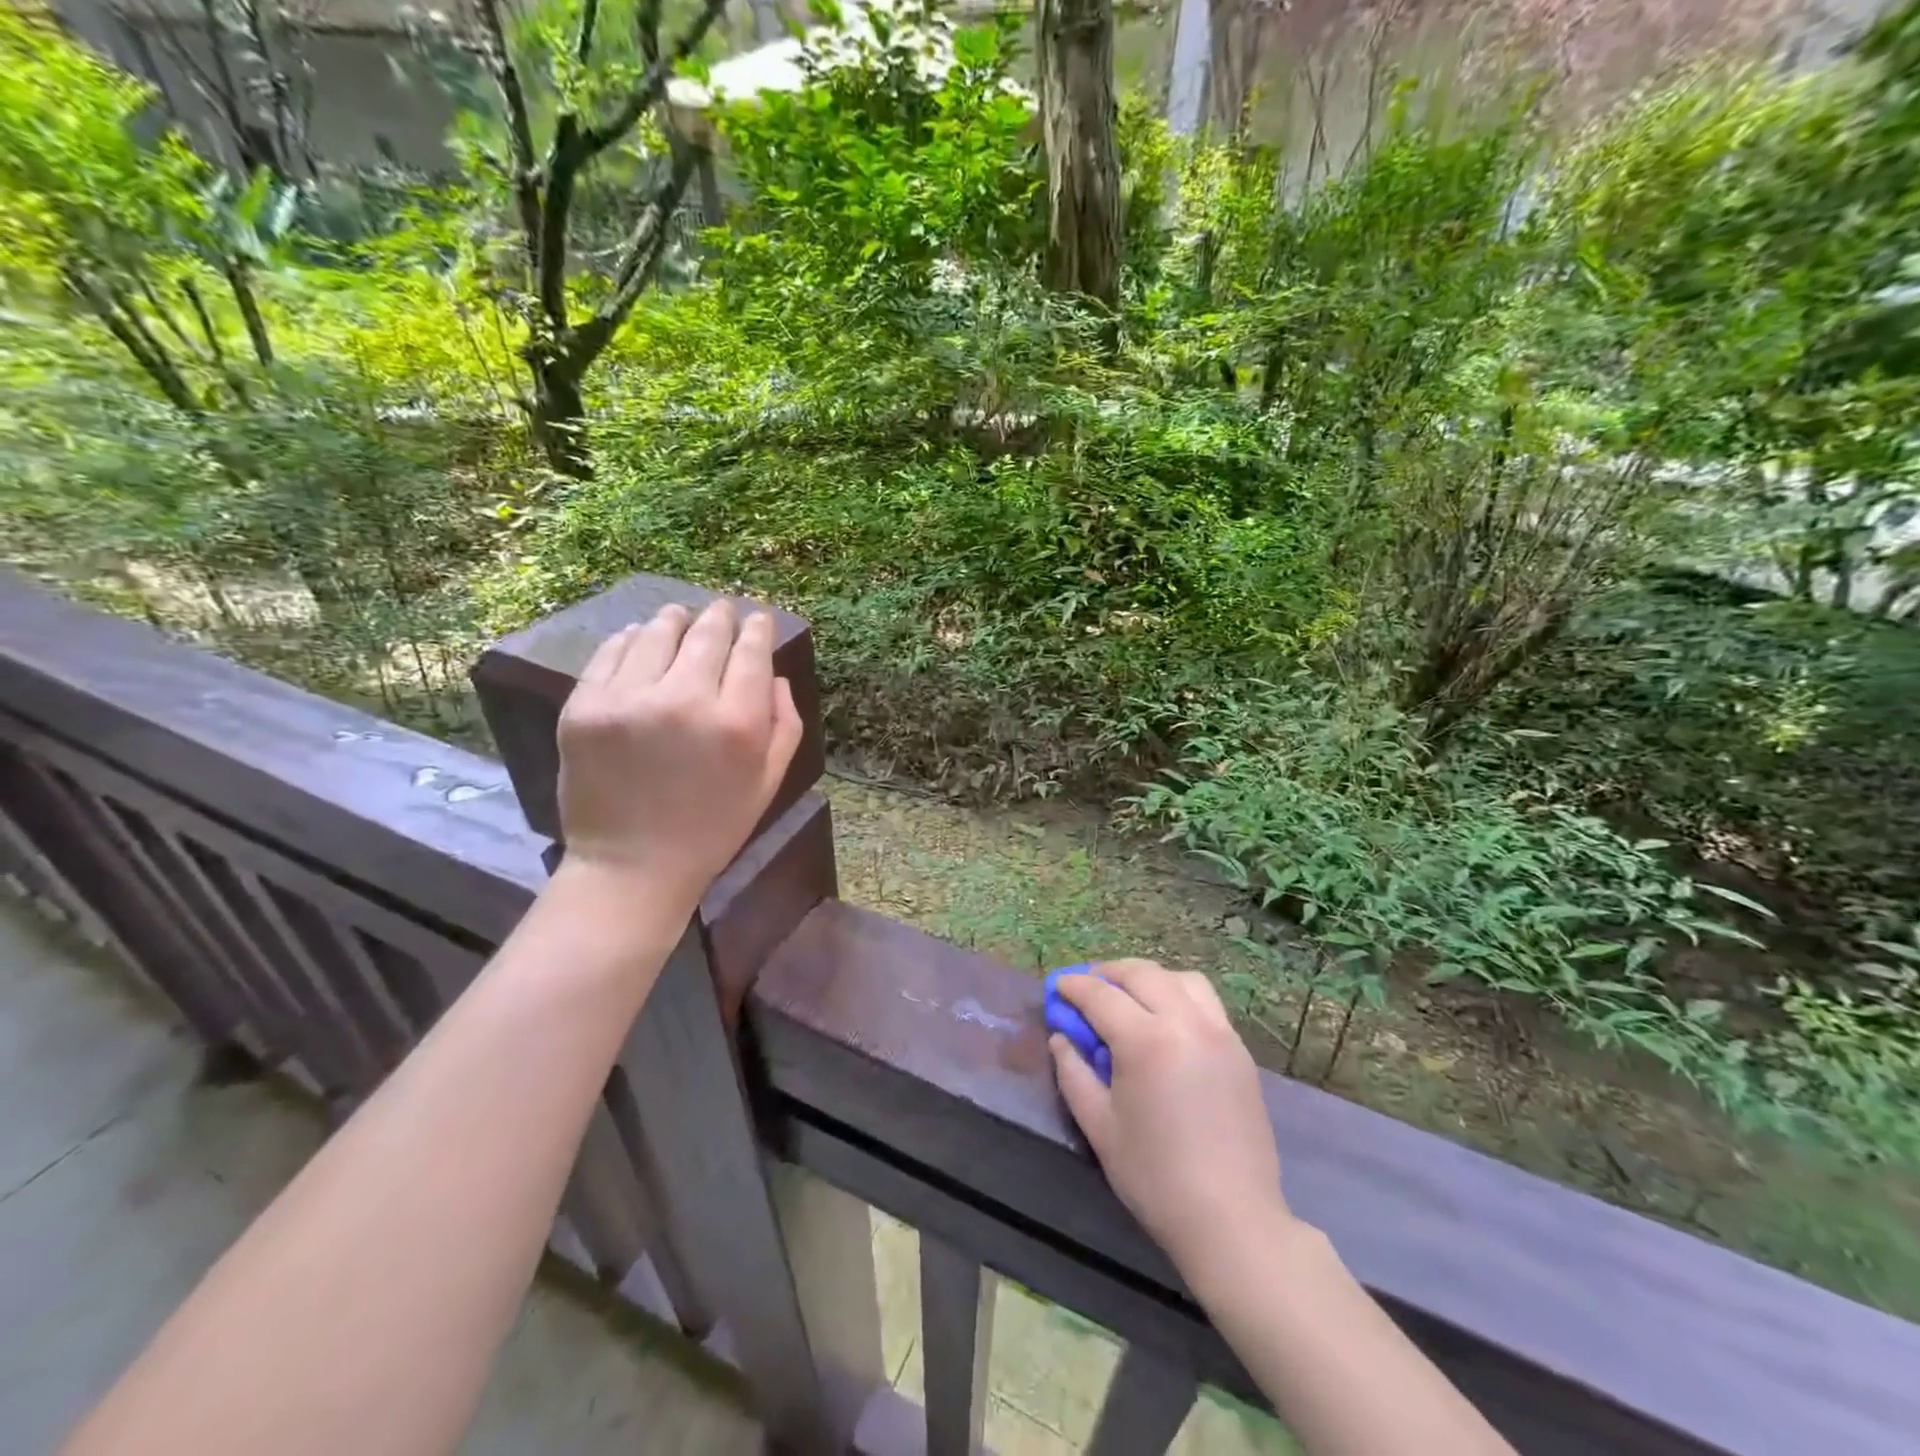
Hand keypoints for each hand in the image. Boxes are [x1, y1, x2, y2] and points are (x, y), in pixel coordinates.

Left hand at [555, 600, 803, 912]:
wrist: (632, 865)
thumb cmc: (713, 827)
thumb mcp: (769, 781)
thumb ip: (785, 724)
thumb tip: (775, 674)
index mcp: (738, 723)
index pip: (751, 651)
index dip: (757, 628)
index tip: (757, 619)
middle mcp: (685, 701)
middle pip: (707, 634)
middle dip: (720, 616)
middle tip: (723, 609)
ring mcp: (629, 700)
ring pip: (657, 633)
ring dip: (676, 620)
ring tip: (680, 617)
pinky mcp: (584, 707)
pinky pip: (612, 653)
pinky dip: (631, 640)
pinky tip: (641, 639)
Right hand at [1050, 960, 1292, 1284]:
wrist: (1232, 1219)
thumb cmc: (1155, 1177)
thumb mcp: (1100, 1127)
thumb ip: (1074, 1074)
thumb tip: (1062, 1038)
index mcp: (1146, 1041)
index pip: (1101, 995)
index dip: (1074, 987)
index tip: (1057, 987)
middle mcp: (1185, 1023)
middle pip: (1142, 974)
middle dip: (1108, 972)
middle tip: (1088, 986)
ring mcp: (1219, 1033)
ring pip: (1180, 979)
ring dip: (1149, 978)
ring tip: (1130, 996)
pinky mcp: (1239, 1050)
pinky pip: (1207, 1002)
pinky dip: (1179, 995)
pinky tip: (1166, 1020)